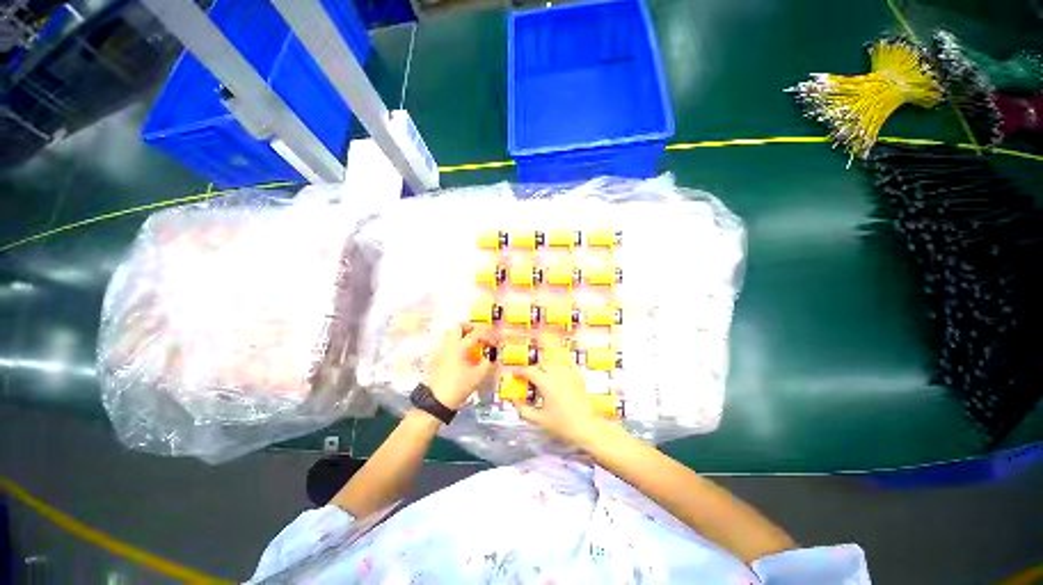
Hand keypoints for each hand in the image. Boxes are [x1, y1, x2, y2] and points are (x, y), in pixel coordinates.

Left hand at [425, 323, 497, 409]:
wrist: (436, 401)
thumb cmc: (459, 387)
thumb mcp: (478, 376)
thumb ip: (488, 363)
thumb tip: (494, 356)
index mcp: (460, 347)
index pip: (476, 332)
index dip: (487, 332)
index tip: (494, 336)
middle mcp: (449, 344)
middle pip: (458, 327)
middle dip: (470, 327)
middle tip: (479, 333)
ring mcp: (440, 350)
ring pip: (450, 334)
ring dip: (460, 334)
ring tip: (470, 343)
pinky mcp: (435, 358)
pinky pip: (445, 343)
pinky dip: (454, 343)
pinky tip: (460, 354)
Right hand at [509, 356, 608, 449]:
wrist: (586, 427)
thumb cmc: (561, 424)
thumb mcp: (539, 420)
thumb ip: (524, 410)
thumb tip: (515, 401)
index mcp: (545, 382)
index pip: (530, 371)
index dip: (521, 372)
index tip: (517, 376)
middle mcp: (557, 374)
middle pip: (542, 365)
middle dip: (534, 370)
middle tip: (530, 379)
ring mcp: (569, 373)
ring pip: (554, 363)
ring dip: (547, 368)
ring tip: (544, 377)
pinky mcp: (578, 377)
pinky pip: (568, 365)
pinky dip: (562, 367)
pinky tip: (560, 373)